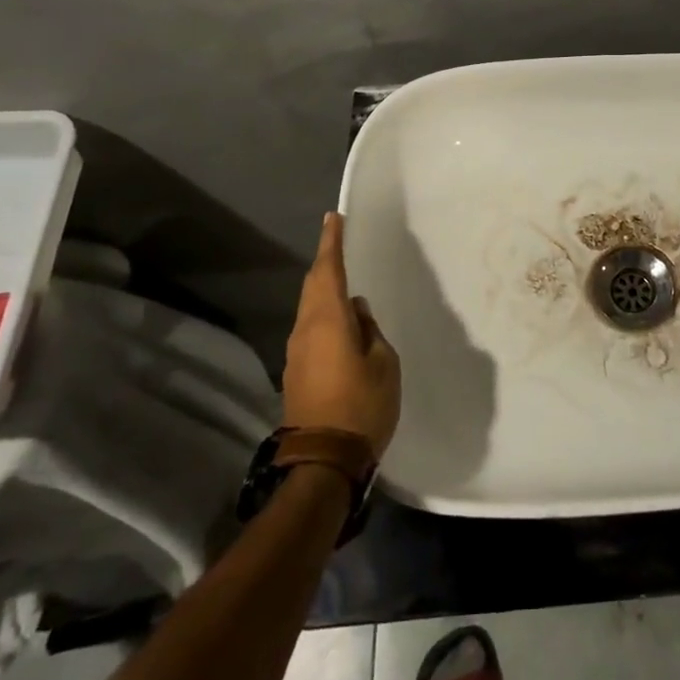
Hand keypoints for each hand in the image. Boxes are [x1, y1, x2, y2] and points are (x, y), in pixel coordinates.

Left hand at [281, 213, 400, 455]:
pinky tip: (340, 322)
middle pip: (312, 286)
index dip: (332, 242)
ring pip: (309, 308)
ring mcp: (296, 352)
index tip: (334, 218)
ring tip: (343, 280)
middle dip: (325, 262)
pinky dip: (323, 314)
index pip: (328, 270)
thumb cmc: (362, 405)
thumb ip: (370, 331)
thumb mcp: (383, 363)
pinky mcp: (296, 372)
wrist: (323, 461)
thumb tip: (357, 312)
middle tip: (338, 242)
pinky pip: (310, 328)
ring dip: (323, 289)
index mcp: (328, 320)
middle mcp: (305, 329)